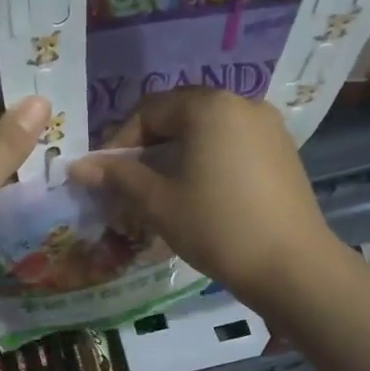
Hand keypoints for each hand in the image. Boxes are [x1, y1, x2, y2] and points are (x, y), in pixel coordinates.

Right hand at [69, 88, 336, 311]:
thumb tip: (77, 166)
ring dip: (175, 158)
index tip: (105, 176)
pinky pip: (231, 147)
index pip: (150, 111)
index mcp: (209, 106)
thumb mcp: (159, 202)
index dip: (119, 142)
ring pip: (205, 134)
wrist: (292, 266)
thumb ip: (118, 177)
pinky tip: (197, 196)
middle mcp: (242, 104)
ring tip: (159, 194)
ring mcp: (268, 127)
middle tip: (128, 186)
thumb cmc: (217, 227)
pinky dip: (205, 163)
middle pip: (179, 118)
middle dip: (147, 150)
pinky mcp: (282, 152)